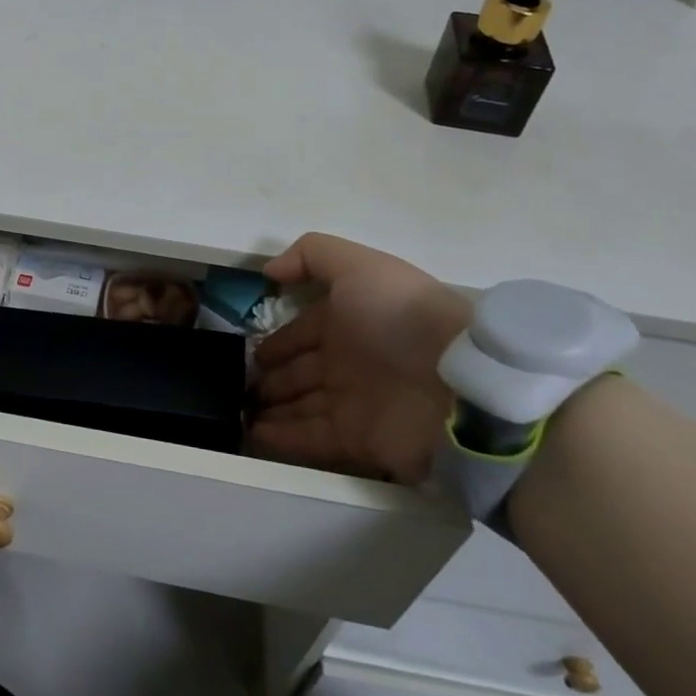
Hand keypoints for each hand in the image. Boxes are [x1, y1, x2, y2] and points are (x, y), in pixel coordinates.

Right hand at [249, 233, 471, 484]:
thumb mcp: (358, 266)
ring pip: (299, 406)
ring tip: (237, 411)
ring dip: (269, 409)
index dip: (277, 341)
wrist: (458, 381)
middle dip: (269, 377)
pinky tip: (251, 435)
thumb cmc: (400, 316)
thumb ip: (311, 255)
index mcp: (348, 322)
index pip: (302, 332)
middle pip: (298, 372)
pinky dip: (280, 439)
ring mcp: (352, 403)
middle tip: (237, 384)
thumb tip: (269, 270)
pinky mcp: (356, 441)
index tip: (249, 351)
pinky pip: (309, 440)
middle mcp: (348, 363)